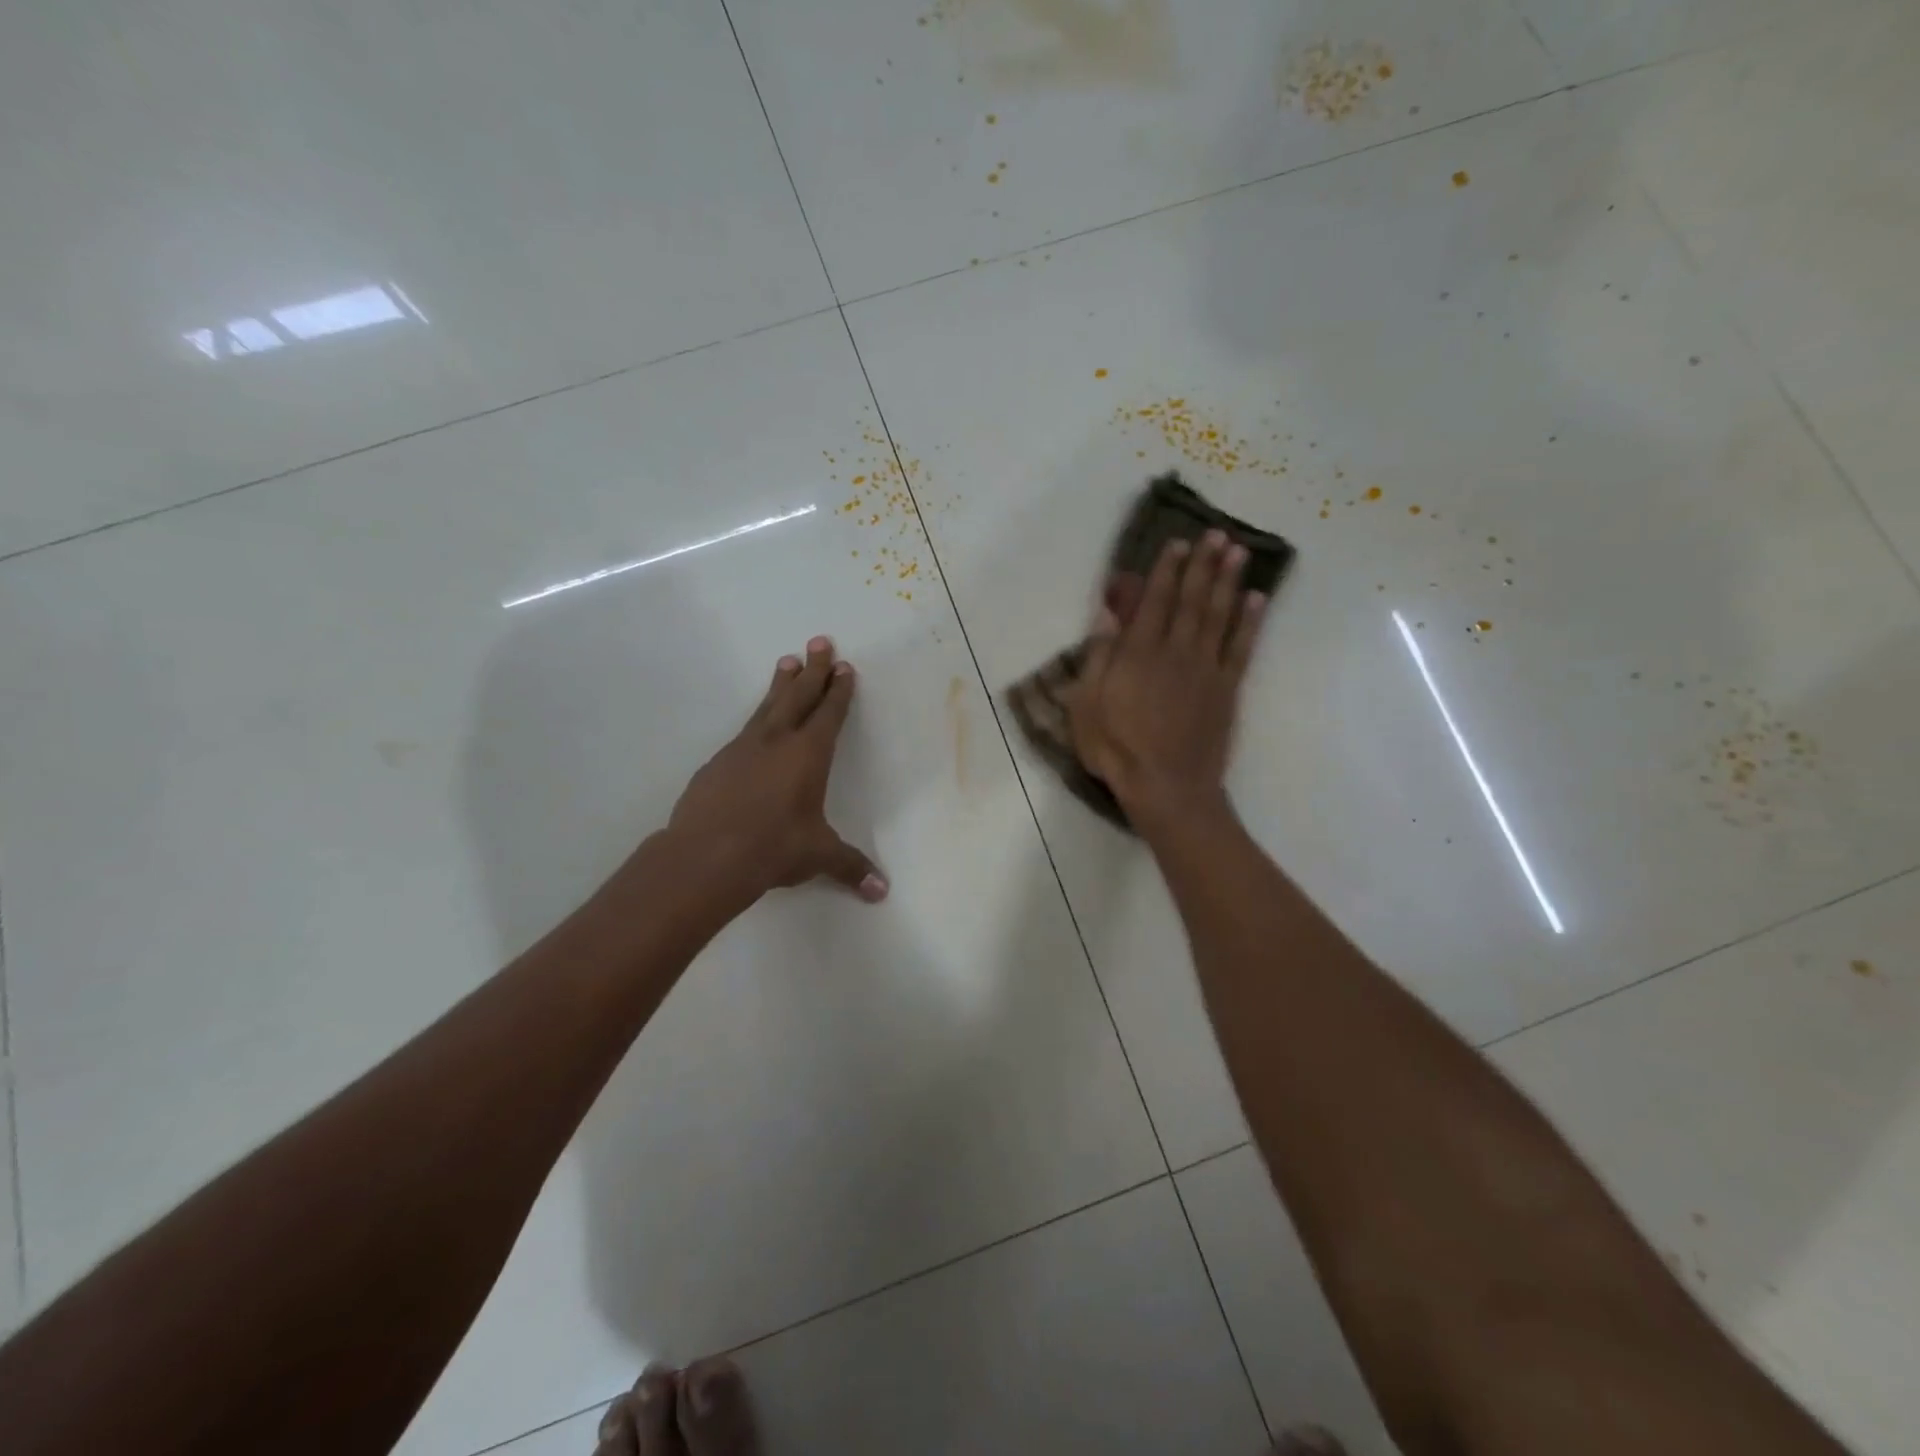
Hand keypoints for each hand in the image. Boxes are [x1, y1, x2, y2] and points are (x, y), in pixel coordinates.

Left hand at [666, 635, 887, 905]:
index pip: (829, 714)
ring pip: (767, 706)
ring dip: (781, 684)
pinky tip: (755, 727)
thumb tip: (882, 891)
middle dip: (813, 669)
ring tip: (786, 661)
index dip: (838, 691)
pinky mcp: (717, 763)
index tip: (843, 667)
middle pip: (799, 696)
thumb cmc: (773, 848)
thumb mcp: (818, 856)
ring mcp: (743, 749)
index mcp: (808, 755)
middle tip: (819, 641)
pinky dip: (756, 720)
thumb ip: (850, 867)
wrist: (706, 856)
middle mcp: (777, 742)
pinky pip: (744, 732)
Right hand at [1068, 532, 1266, 832]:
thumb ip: (1098, 658)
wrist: (1167, 786)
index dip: (1167, 570)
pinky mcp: (1227, 689)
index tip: (1178, 543)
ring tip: (1239, 551)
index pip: (1155, 601)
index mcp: (1139, 654)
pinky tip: (1257, 598)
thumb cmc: (1117, 749)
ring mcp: (1206, 669)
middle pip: (1192, 599)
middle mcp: (1176, 651)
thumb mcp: (1087, 705)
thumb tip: (1107, 616)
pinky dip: (1250, 621)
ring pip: (1219, 615)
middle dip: (1203, 564)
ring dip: (1229, 581)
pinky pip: (1241, 647)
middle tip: (1217, 533)